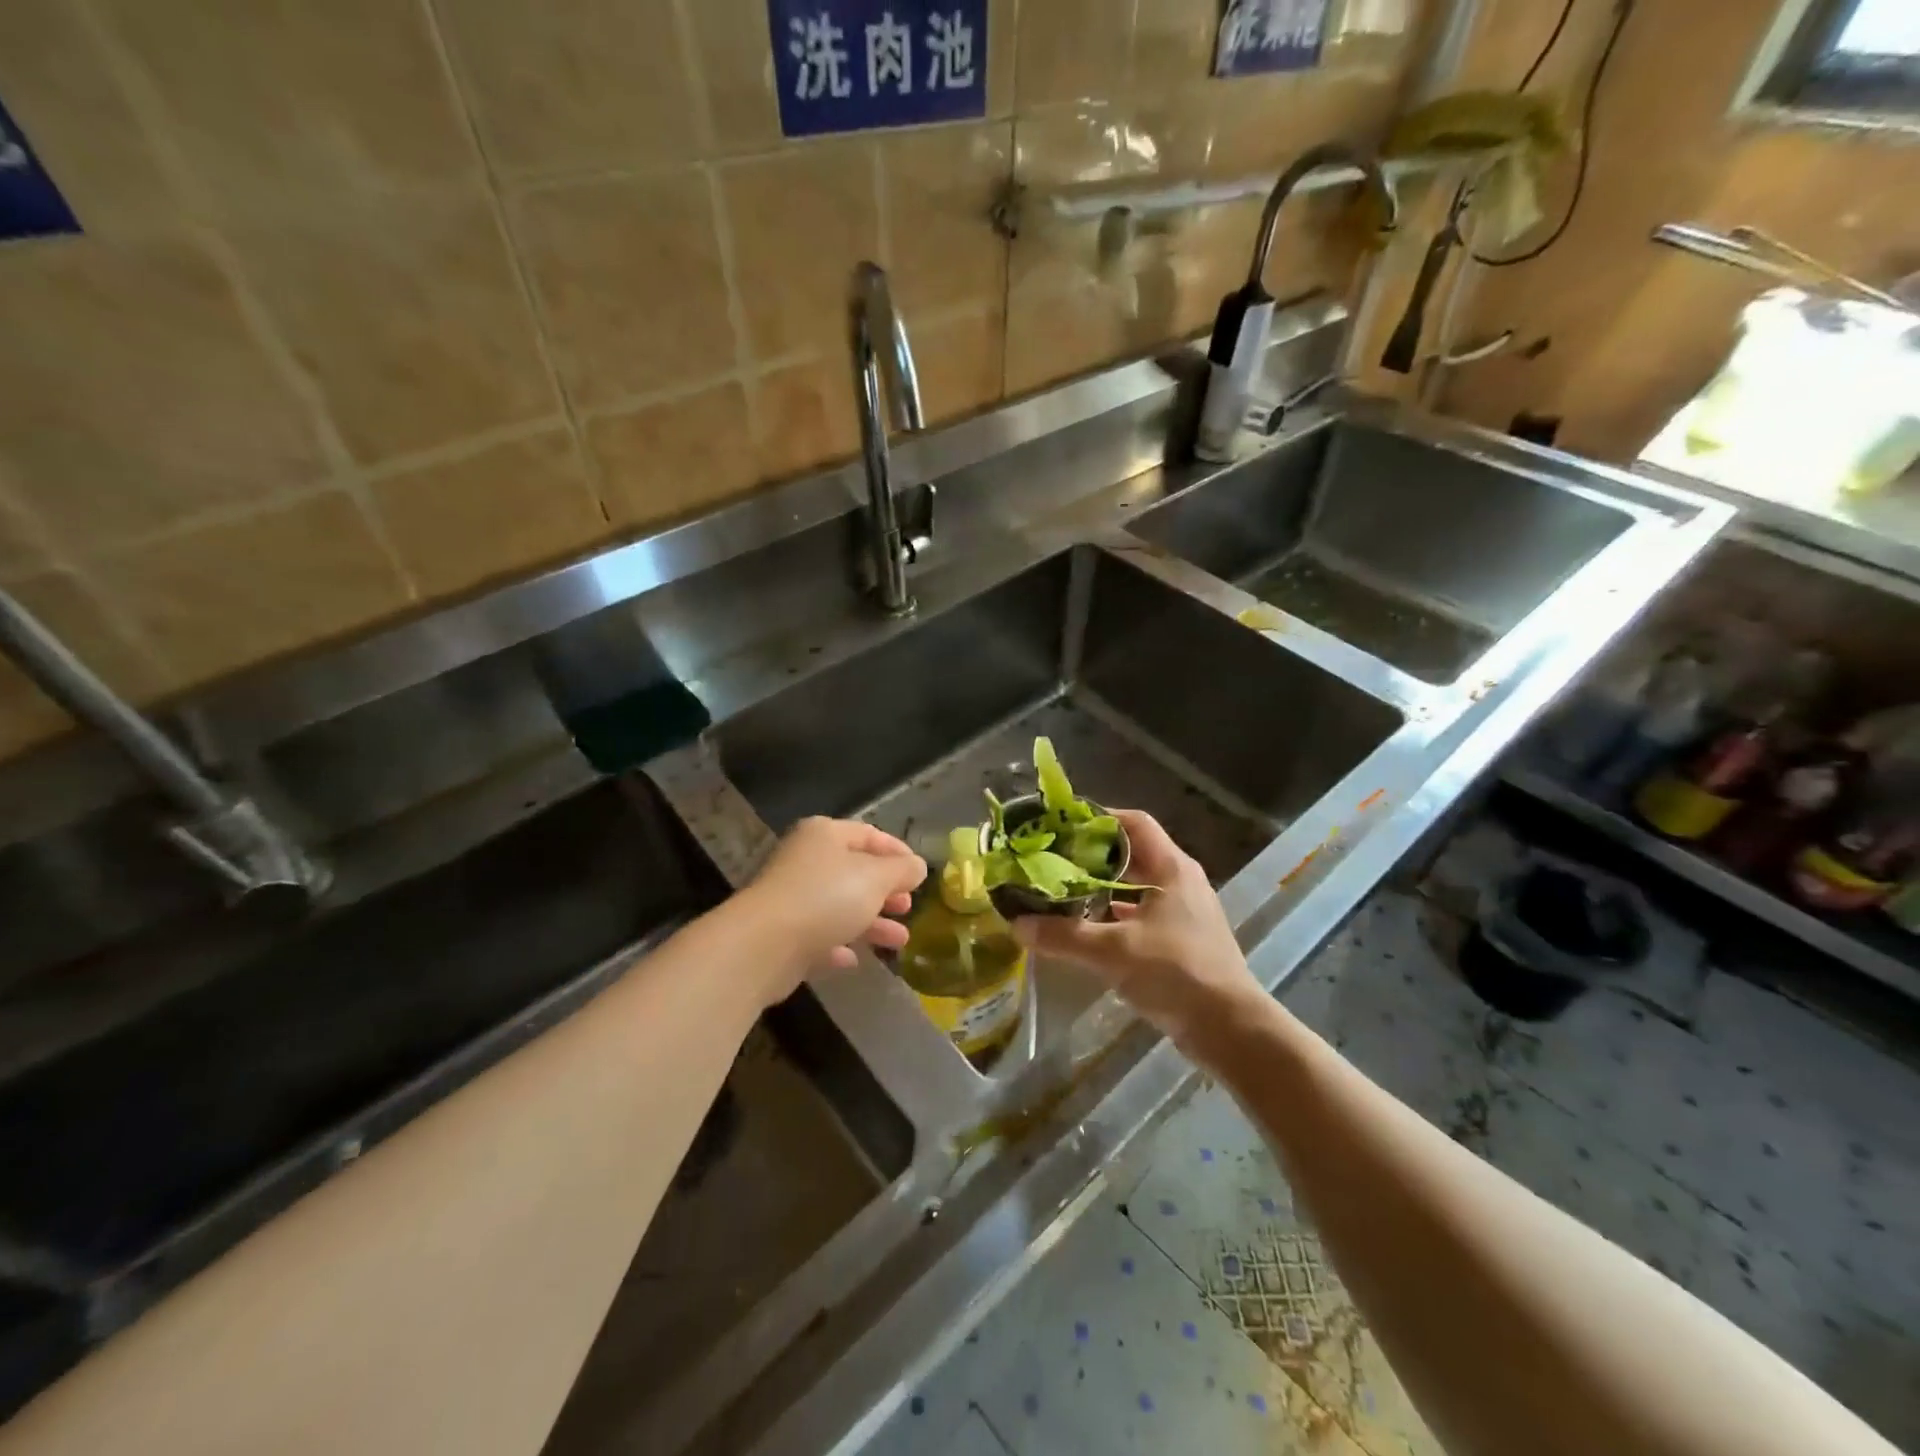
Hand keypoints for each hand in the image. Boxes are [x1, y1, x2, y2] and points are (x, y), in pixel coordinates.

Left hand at [740, 817, 926, 1000]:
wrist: (764, 945)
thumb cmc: (827, 897)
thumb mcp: (876, 878)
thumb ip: (902, 871)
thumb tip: (917, 866)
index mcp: (825, 835)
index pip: (869, 834)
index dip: (897, 852)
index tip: (919, 874)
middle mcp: (806, 860)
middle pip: (854, 871)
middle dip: (886, 891)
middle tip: (907, 907)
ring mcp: (792, 897)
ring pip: (840, 906)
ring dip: (872, 923)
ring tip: (899, 941)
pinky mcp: (783, 933)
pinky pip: (819, 935)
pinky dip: (839, 944)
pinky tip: (854, 959)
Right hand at [1010, 809, 1261, 1050]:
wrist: (1230, 1030)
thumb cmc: (1176, 973)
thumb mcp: (1113, 951)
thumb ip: (1064, 936)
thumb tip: (1018, 924)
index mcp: (1172, 868)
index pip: (1133, 823)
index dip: (1098, 818)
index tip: (1061, 826)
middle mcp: (1180, 882)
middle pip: (1131, 854)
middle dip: (1091, 857)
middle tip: (1051, 861)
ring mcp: (1183, 913)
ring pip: (1135, 888)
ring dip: (1100, 889)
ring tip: (1060, 893)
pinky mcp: (1181, 942)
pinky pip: (1140, 916)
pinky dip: (1112, 918)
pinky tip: (1085, 930)